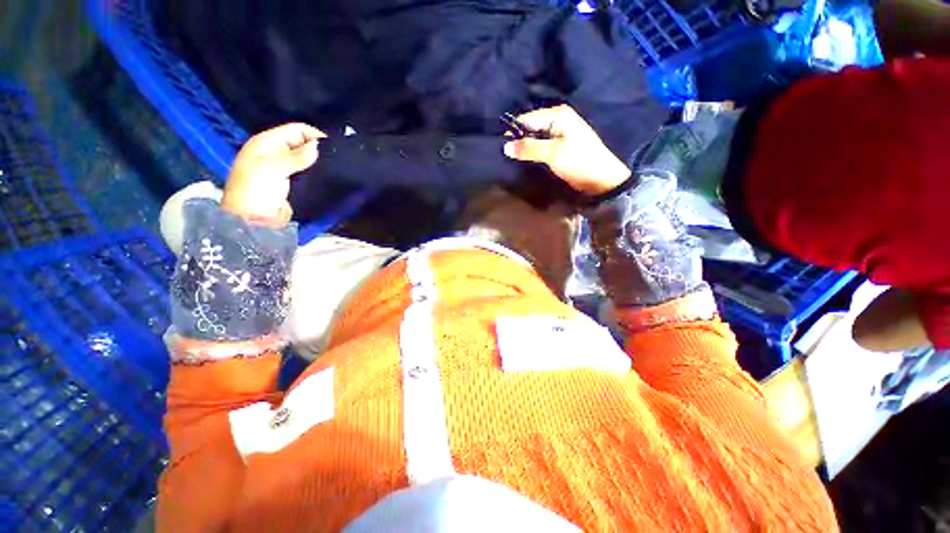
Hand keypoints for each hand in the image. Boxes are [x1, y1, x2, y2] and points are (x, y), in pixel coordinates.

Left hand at [222, 123, 325, 223]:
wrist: (253, 220)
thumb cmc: (256, 190)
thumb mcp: (274, 169)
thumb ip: (296, 156)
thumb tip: (318, 146)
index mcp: (266, 143)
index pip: (295, 130)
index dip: (314, 134)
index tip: (334, 146)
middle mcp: (275, 152)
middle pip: (301, 143)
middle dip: (318, 148)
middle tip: (337, 157)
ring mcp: (283, 168)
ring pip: (306, 158)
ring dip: (318, 162)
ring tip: (335, 167)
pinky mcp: (292, 183)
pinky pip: (307, 173)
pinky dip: (316, 173)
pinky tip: (327, 176)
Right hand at [503, 105, 631, 195]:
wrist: (601, 179)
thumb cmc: (579, 161)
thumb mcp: (553, 153)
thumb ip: (529, 148)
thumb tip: (505, 146)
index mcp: (557, 115)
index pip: (527, 119)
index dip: (513, 132)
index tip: (501, 147)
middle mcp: (557, 120)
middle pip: (530, 127)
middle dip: (518, 140)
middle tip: (506, 156)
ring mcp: (559, 133)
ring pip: (534, 138)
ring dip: (525, 148)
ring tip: (513, 160)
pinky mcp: (560, 146)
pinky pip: (541, 146)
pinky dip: (532, 153)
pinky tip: (525, 161)